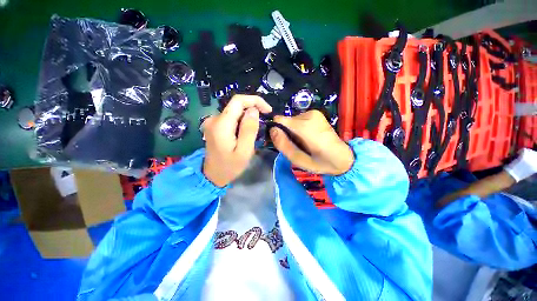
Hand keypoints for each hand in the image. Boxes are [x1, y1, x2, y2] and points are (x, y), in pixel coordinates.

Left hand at [202, 95, 271, 186]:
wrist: (213, 175)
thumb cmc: (230, 166)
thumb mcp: (244, 151)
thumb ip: (249, 129)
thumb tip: (253, 110)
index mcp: (221, 124)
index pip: (238, 101)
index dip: (255, 100)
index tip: (268, 110)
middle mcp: (214, 119)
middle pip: (236, 105)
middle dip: (253, 110)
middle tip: (263, 123)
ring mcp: (212, 122)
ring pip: (235, 112)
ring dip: (247, 118)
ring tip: (254, 132)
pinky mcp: (214, 126)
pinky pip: (231, 118)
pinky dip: (241, 122)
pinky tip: (244, 134)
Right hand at [269, 110, 353, 174]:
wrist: (342, 157)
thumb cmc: (320, 162)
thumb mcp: (298, 160)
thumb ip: (283, 145)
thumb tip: (272, 130)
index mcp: (306, 128)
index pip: (280, 120)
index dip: (277, 130)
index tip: (281, 141)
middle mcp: (309, 115)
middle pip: (286, 121)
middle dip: (287, 133)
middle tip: (296, 146)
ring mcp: (314, 113)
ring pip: (292, 121)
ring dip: (293, 132)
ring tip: (303, 143)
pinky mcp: (316, 113)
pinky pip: (298, 120)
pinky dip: (299, 128)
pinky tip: (307, 137)